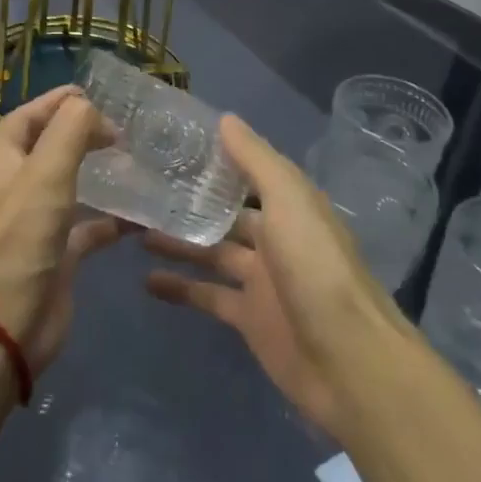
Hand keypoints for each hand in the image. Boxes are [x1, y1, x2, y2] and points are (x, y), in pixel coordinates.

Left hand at [0, 85, 122, 372]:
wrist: (3, 324)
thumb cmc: (20, 239)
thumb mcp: (46, 172)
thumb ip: (71, 130)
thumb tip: (93, 109)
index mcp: (3, 159)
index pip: (29, 116)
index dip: (58, 101)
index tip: (97, 94)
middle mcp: (17, 185)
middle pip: (51, 146)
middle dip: (84, 133)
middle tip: (124, 129)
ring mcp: (37, 221)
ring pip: (73, 185)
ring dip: (101, 173)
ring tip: (138, 162)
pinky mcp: (58, 253)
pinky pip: (90, 226)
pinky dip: (113, 219)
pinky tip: (143, 215)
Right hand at [141, 114, 412, 437]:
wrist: (348, 362)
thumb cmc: (316, 269)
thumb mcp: (289, 201)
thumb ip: (256, 161)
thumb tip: (225, 119)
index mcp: (289, 205)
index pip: (248, 172)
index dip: (215, 158)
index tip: (171, 143)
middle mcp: (275, 237)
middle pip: (225, 213)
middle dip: (189, 200)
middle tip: (139, 187)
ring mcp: (261, 280)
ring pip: (211, 252)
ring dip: (178, 240)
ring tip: (131, 228)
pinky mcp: (248, 318)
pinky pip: (207, 296)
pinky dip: (180, 288)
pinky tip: (145, 280)